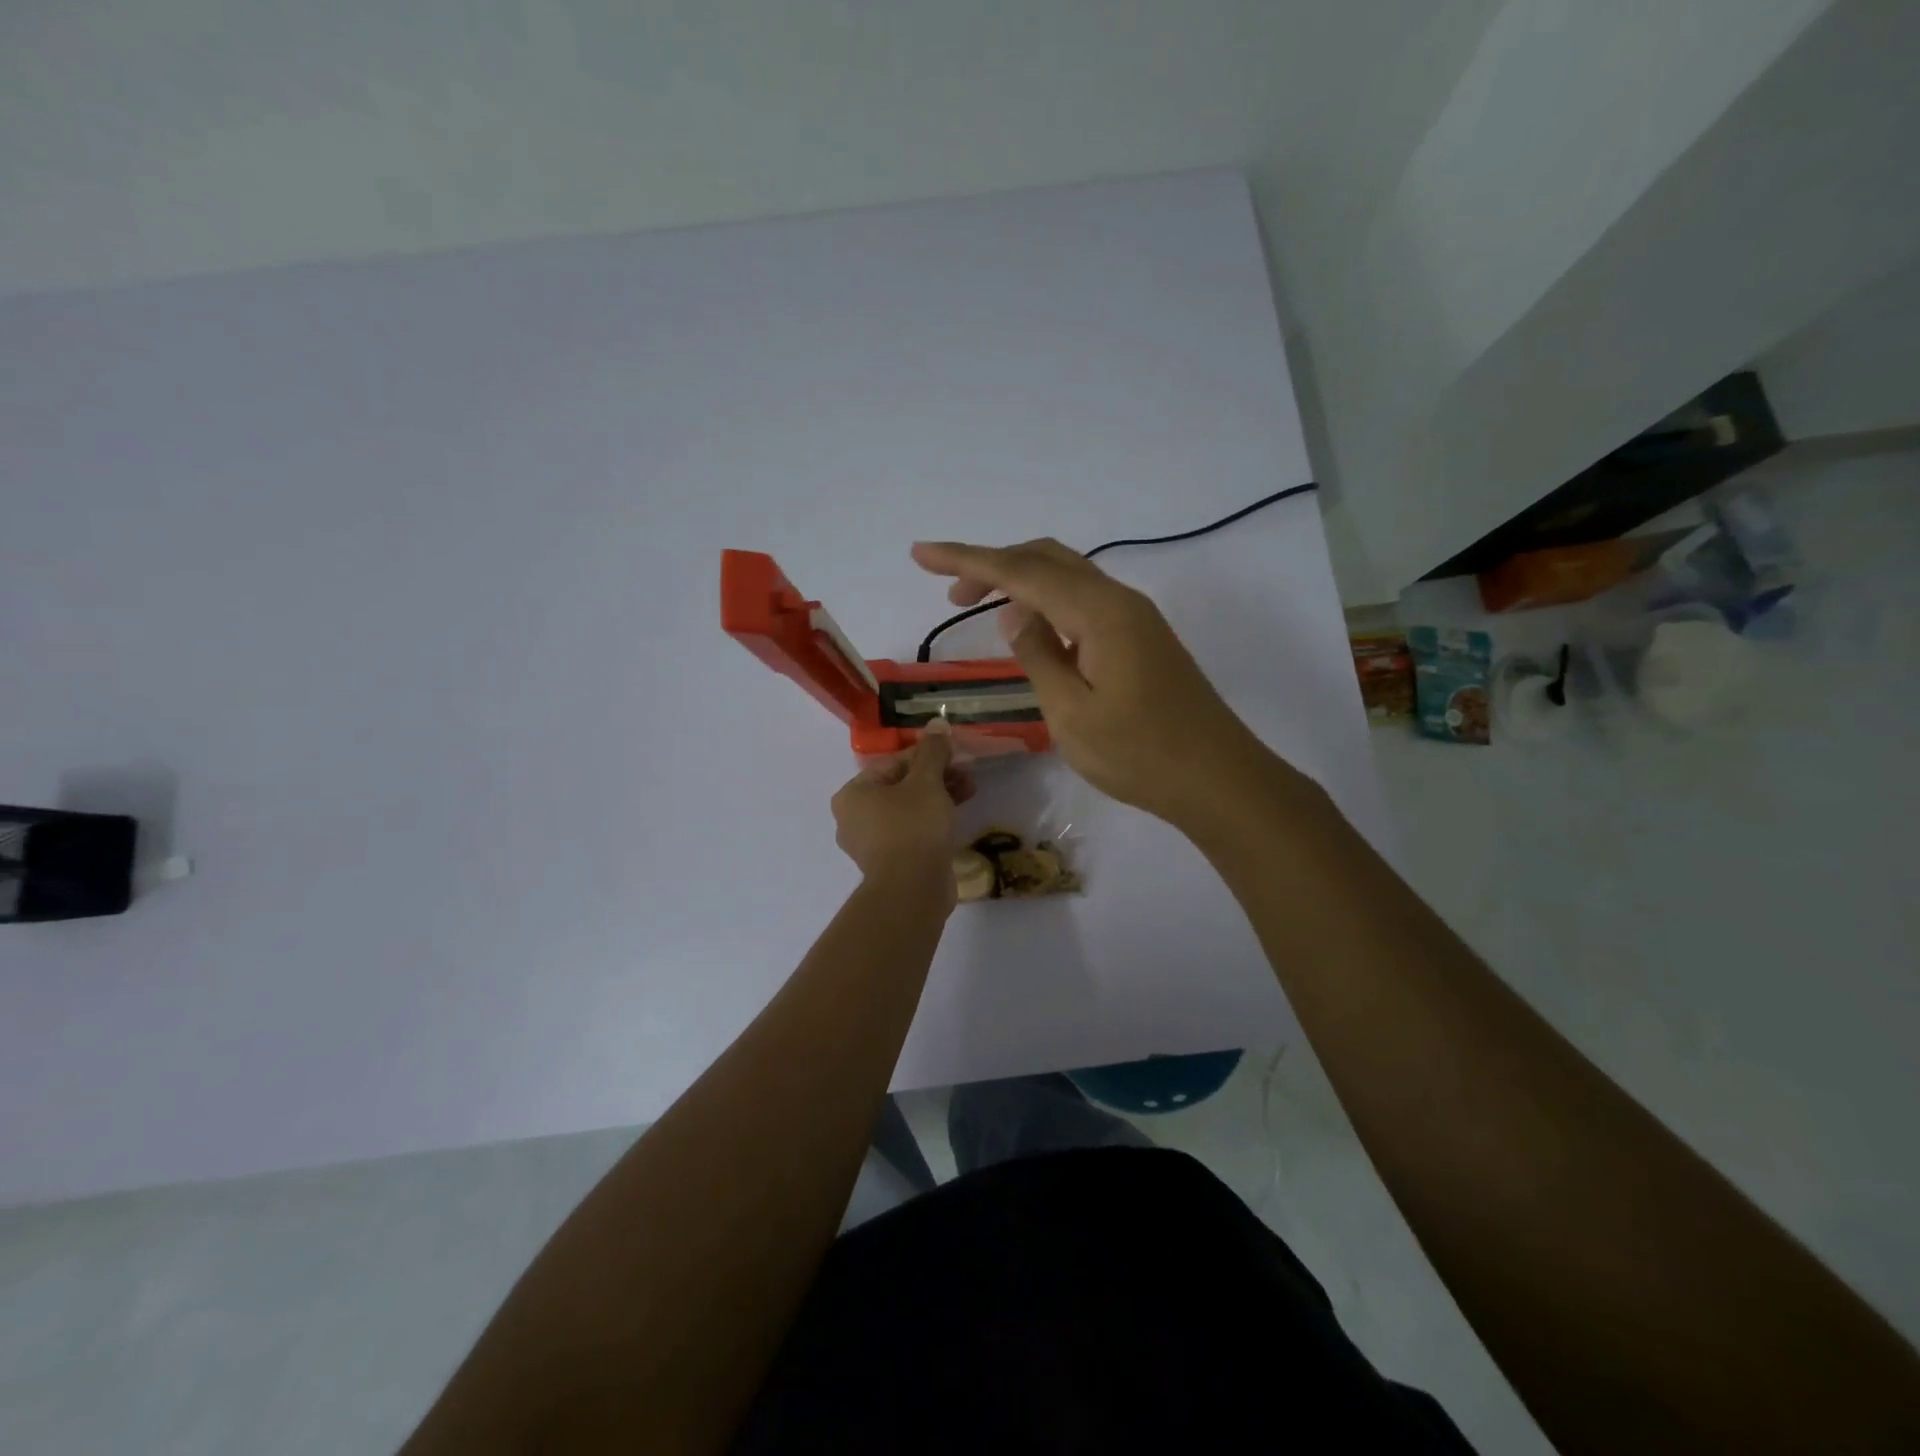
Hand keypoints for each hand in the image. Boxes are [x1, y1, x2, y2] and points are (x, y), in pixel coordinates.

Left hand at [831, 717, 972, 891]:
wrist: (912, 890)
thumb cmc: (913, 827)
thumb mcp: (927, 782)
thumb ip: (932, 751)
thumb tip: (937, 723)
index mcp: (852, 795)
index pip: (893, 764)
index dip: (927, 756)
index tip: (955, 755)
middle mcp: (853, 818)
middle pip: (900, 787)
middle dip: (936, 778)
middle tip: (966, 774)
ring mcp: (870, 845)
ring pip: (907, 811)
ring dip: (937, 798)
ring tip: (969, 792)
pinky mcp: (889, 864)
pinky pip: (910, 833)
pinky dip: (930, 823)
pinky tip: (955, 818)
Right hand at [910, 538, 1284, 829]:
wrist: (1218, 779)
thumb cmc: (1141, 755)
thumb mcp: (1072, 714)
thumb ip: (1038, 656)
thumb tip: (1013, 614)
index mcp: (1099, 613)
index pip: (1022, 571)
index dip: (967, 560)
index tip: (921, 553)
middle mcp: (1119, 601)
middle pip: (1047, 559)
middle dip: (994, 565)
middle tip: (950, 592)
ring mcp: (1135, 618)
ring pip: (1068, 577)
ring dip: (1021, 581)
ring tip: (979, 605)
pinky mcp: (1142, 639)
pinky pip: (1084, 602)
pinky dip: (1048, 602)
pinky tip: (1032, 629)